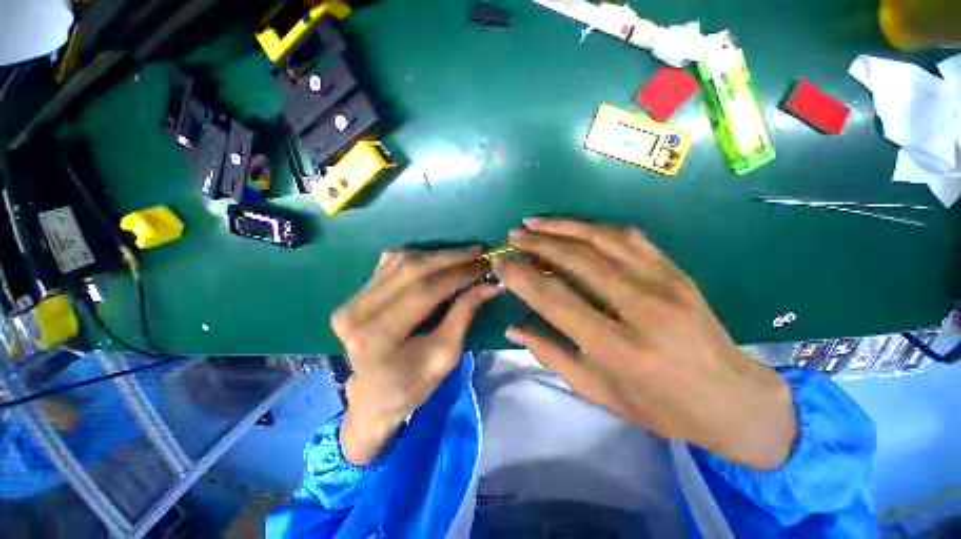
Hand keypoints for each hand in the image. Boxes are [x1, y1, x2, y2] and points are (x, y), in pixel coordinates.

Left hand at [331, 247, 500, 464]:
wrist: (373, 397)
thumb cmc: (412, 384)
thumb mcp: (445, 354)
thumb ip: (464, 314)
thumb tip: (489, 285)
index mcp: (377, 337)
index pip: (424, 292)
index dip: (457, 276)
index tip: (483, 267)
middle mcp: (357, 313)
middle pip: (410, 270)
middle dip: (449, 257)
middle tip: (476, 252)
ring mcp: (350, 301)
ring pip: (399, 261)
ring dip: (435, 255)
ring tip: (462, 256)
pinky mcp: (353, 296)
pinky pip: (389, 265)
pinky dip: (417, 258)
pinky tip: (437, 260)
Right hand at [495, 218, 796, 469]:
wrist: (732, 400)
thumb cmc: (660, 406)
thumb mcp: (597, 391)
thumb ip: (551, 354)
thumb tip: (512, 327)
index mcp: (618, 348)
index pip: (556, 300)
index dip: (522, 277)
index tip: (500, 263)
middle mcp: (641, 309)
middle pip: (577, 261)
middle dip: (537, 244)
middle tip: (511, 236)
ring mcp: (664, 283)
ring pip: (602, 240)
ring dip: (562, 227)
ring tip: (534, 222)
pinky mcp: (676, 272)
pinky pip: (629, 238)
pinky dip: (594, 227)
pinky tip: (573, 226)